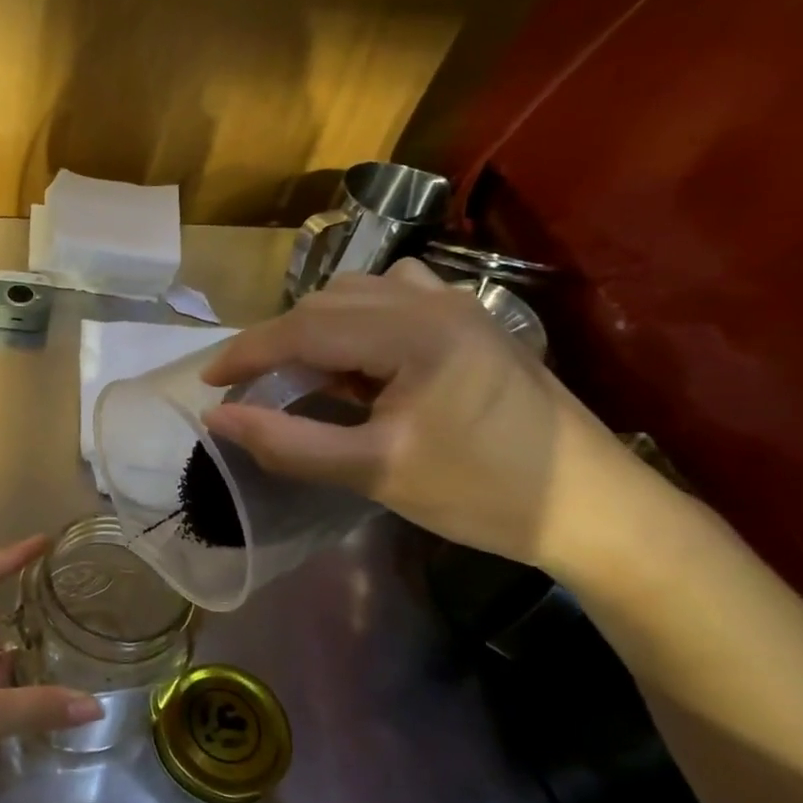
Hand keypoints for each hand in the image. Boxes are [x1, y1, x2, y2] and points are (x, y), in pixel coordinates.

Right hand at [198, 260, 642, 572]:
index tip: (208, 383)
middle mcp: (433, 302)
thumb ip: (287, 443)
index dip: (246, 353)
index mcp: (413, 334)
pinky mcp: (472, 322)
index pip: (303, 328)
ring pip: (356, 294)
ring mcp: (458, 306)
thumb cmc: (482, 493)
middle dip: (277, 343)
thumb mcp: (374, 472)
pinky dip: (355, 319)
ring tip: (301, 374)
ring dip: (314, 327)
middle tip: (251, 389)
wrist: (595, 509)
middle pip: (325, 304)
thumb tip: (217, 418)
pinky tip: (357, 356)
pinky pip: (393, 297)